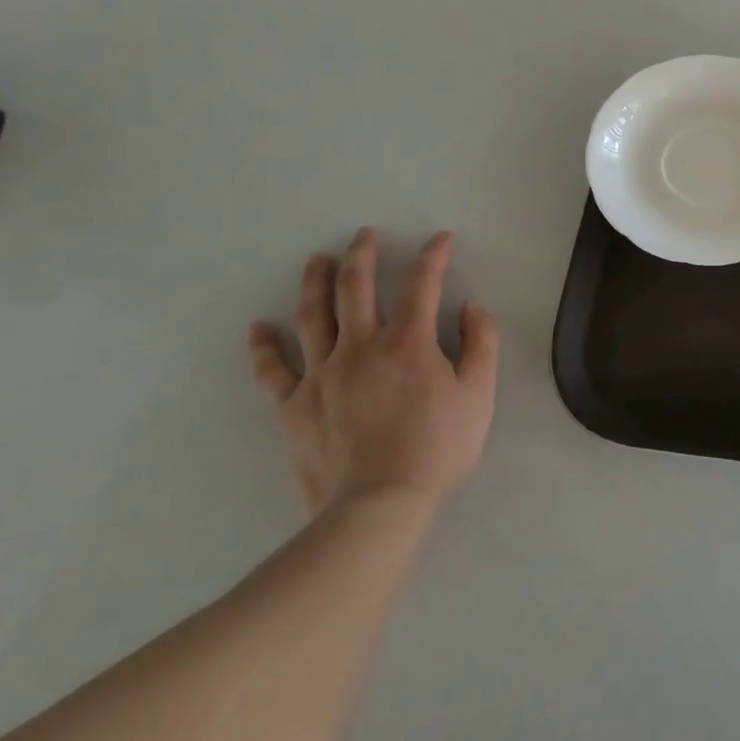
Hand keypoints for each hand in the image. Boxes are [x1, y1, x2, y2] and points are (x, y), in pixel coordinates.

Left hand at [247, 228, 499, 518]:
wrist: (377, 506)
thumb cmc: (437, 448)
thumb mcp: (479, 394)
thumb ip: (481, 344)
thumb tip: (471, 307)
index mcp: (408, 342)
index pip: (422, 283)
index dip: (433, 255)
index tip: (441, 239)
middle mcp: (361, 346)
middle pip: (355, 287)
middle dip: (363, 254)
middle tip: (365, 234)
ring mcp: (322, 374)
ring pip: (313, 316)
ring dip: (315, 282)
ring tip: (316, 260)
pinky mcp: (295, 406)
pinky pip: (273, 370)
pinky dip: (264, 347)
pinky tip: (258, 329)